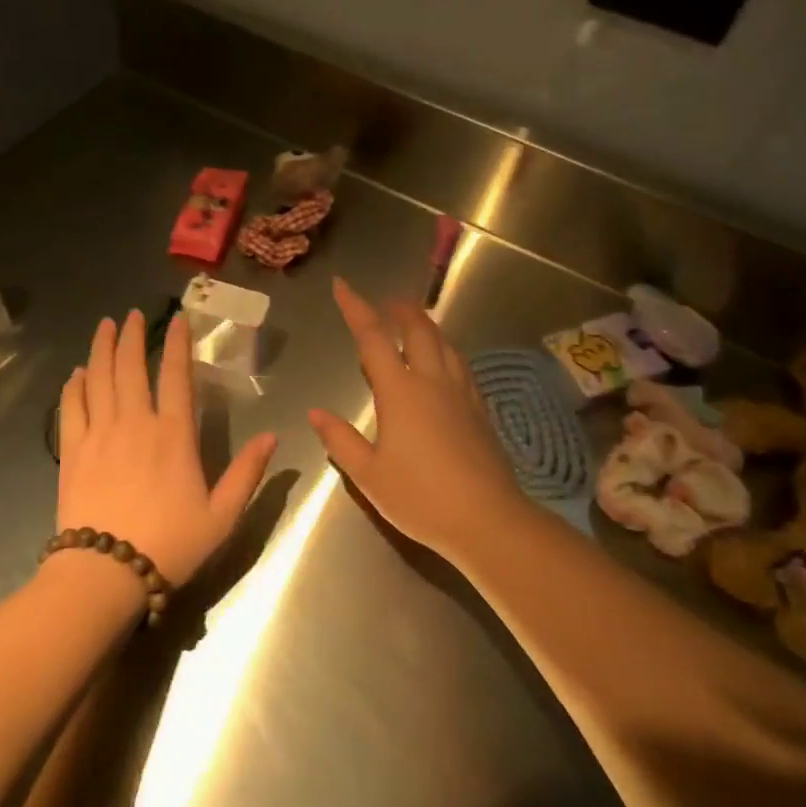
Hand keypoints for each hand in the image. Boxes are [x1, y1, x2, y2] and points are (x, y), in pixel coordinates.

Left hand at [56, 308, 276, 585]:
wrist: (106, 573)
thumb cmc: (170, 545)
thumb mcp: (222, 516)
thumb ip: (247, 474)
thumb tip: (272, 437)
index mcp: (174, 435)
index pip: (177, 377)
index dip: (178, 344)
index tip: (177, 320)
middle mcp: (135, 423)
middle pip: (131, 368)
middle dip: (133, 336)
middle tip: (133, 314)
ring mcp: (99, 434)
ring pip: (99, 379)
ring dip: (102, 349)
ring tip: (105, 326)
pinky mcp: (72, 451)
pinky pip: (71, 407)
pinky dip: (74, 385)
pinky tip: (76, 373)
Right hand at [309, 277, 527, 559]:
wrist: (489, 520)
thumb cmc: (421, 498)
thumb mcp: (369, 475)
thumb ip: (340, 440)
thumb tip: (316, 413)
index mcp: (401, 391)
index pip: (374, 337)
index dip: (356, 308)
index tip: (342, 286)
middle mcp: (433, 381)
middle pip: (418, 329)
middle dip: (400, 309)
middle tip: (386, 301)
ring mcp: (461, 393)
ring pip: (444, 343)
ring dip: (426, 325)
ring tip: (414, 323)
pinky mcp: (480, 409)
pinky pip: (460, 364)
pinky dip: (446, 349)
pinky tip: (445, 362)